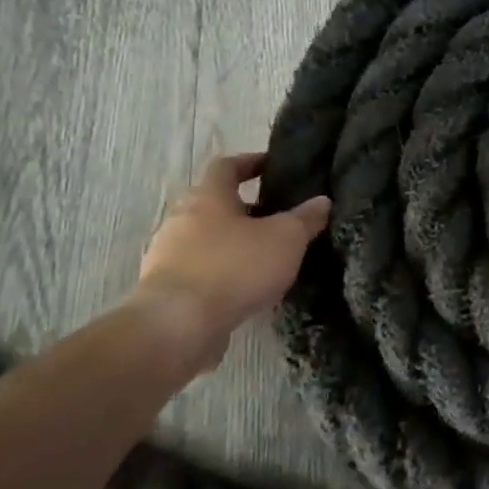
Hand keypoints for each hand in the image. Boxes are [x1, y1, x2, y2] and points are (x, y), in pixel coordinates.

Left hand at [133, 153, 331, 370]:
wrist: (177, 326)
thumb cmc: (235, 267)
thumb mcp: (286, 238)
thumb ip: (306, 218)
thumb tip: (322, 201)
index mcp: (208, 197)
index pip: (226, 166)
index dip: (251, 162)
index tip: (273, 166)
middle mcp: (182, 219)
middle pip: (216, 204)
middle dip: (248, 208)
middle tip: (280, 216)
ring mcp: (169, 255)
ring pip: (209, 238)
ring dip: (236, 242)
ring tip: (269, 256)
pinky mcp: (167, 288)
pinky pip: (202, 269)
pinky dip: (225, 271)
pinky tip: (248, 286)